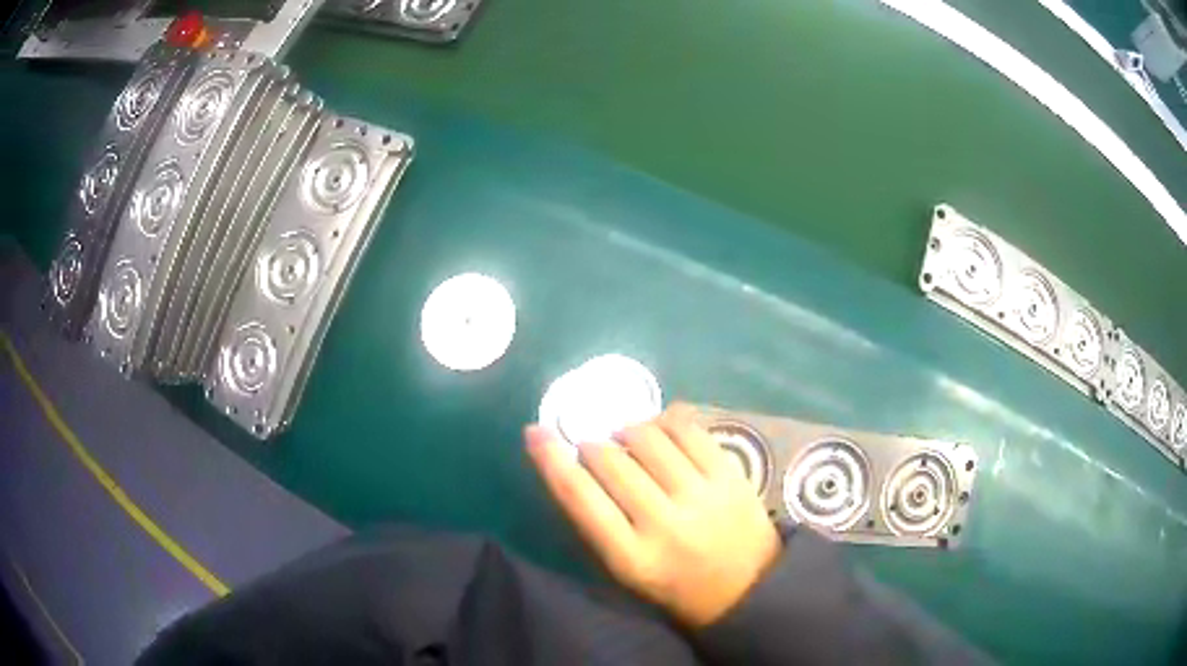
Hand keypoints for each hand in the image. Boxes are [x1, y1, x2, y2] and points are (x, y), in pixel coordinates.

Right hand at [526, 403, 780, 627]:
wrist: (748, 589)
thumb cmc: (676, 585)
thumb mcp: (628, 570)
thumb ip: (599, 523)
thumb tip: (572, 463)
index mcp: (631, 557)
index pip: (579, 497)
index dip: (550, 459)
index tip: (534, 432)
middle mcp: (664, 524)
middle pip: (609, 461)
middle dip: (591, 445)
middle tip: (593, 448)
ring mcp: (701, 496)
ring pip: (647, 438)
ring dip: (625, 430)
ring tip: (626, 438)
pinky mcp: (730, 476)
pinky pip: (687, 430)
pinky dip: (664, 420)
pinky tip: (659, 428)